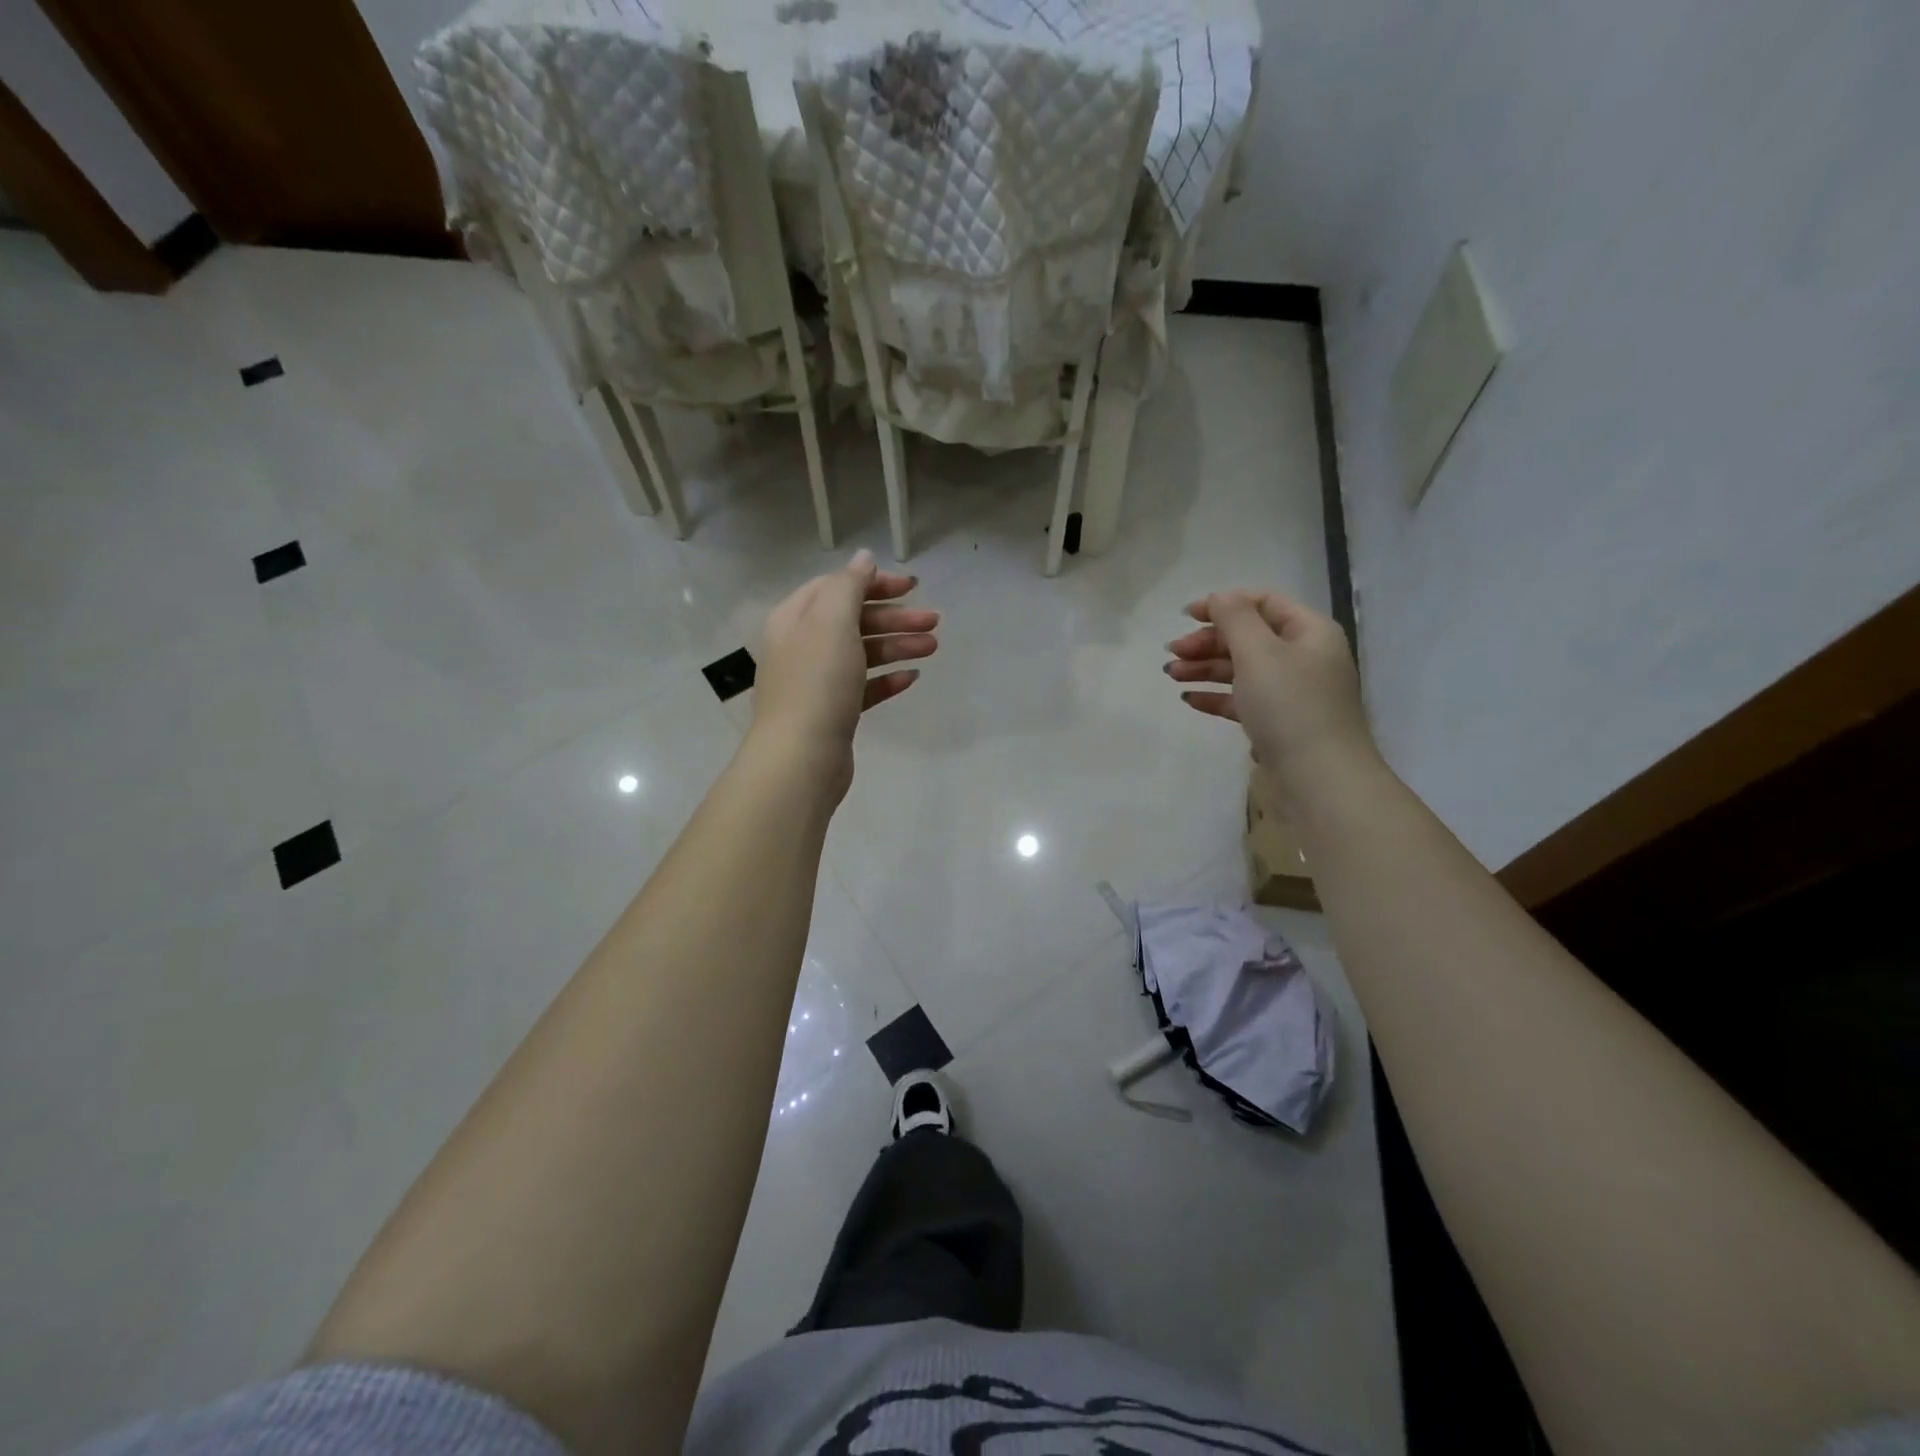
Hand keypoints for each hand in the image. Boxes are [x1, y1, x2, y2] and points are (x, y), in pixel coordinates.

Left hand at [750, 549, 938, 795]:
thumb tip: (863, 558)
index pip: (836, 587)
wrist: (801, 757)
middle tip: (934, 621)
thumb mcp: (832, 621)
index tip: (912, 587)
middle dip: (894, 617)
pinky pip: (864, 688)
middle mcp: (802, 646)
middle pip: (853, 620)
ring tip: (932, 648)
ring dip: (897, 646)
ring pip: (862, 653)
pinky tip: (911, 679)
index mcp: (795, 618)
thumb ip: (849, 585)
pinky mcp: (833, 712)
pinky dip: (887, 679)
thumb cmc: (817, 682)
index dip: (873, 583)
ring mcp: (817, 682)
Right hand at [1165, 590, 1373, 791]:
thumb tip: (1220, 597)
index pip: (1264, 602)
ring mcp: (1292, 693)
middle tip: (1172, 653)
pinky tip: (1190, 699)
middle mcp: (1304, 657)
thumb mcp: (1259, 653)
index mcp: (1309, 632)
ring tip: (1171, 675)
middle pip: (1249, 637)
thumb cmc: (1290, 706)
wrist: (1319, 779)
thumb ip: (1235, 619)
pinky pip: (1243, 700)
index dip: (1224, 603)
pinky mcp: (1279, 723)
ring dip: (1205, 668)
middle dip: (1208, 641)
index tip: (1185, 616)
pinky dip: (1216, 696)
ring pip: (1242, 669)